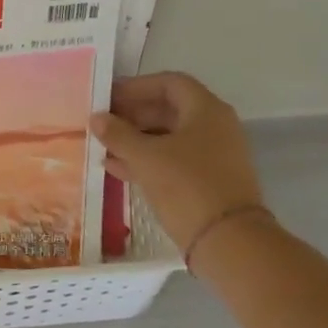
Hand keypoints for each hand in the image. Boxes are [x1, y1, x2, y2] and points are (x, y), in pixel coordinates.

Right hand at [91, 72, 266, 258]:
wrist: (230, 244)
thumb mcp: (145, 157)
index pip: (169, 83)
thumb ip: (118, 134)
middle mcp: (215, 127)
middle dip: (132, 115)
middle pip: (168, 109)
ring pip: (169, 137)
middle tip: (102, 123)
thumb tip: (97, 118)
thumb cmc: (187, 187)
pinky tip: (116, 169)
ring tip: (104, 146)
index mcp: (206, 110)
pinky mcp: (209, 182)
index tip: (108, 97)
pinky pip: (174, 161)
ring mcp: (214, 156)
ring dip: (136, 139)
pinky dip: (147, 160)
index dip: (136, 87)